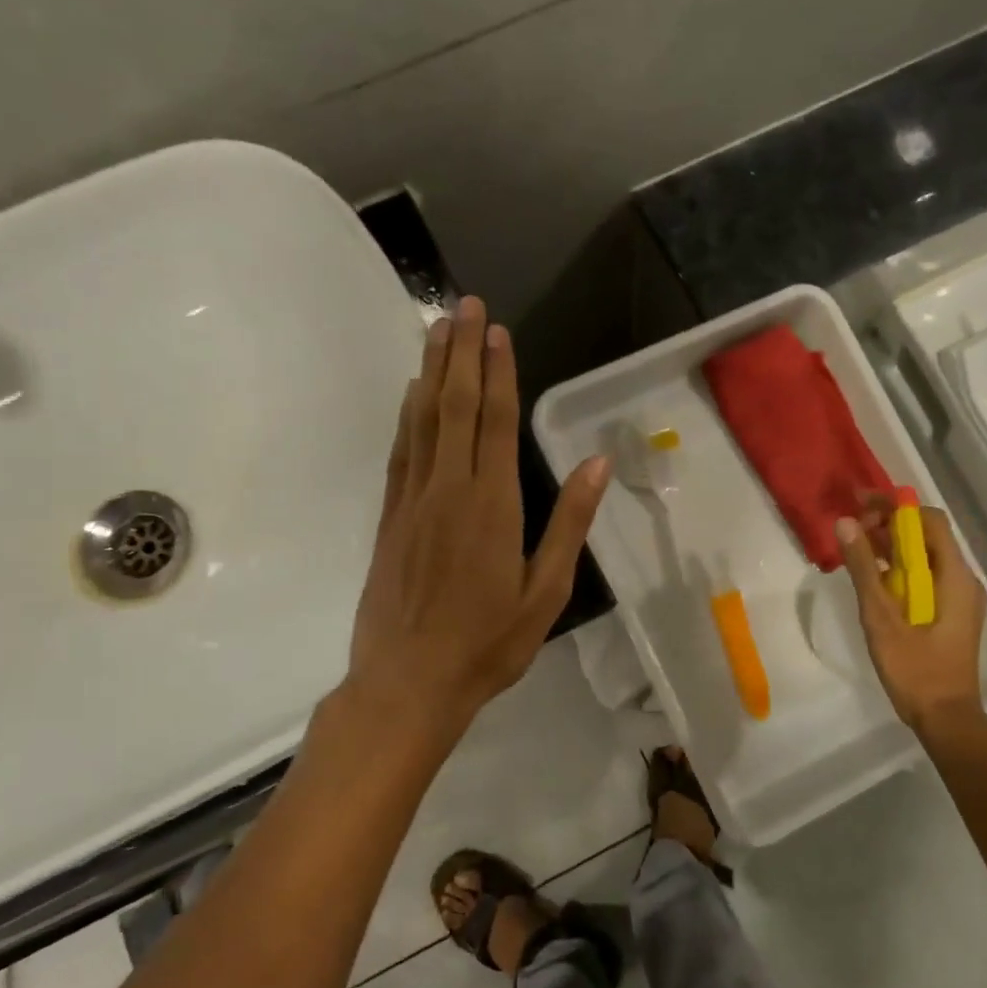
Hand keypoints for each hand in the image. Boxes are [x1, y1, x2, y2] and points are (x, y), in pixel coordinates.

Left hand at [345, 296, 610, 756]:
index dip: (498, 371)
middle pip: (455, 406)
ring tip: (437, 329)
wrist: (407, 683)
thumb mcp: (546, 591)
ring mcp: (413, 500)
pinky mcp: (390, 517)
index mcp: (493, 504)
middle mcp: (449, 488)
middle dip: (462, 352)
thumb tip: (596, 464)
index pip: (496, 421)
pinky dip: (407, 414)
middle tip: (464, 305)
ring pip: (422, 420)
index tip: (497, 330)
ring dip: (431, 370)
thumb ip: (569, 523)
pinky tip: (412, 393)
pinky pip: (401, 451)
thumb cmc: (487, 642)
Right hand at [835, 494, 986, 731]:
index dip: (896, 507)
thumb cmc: (915, 669)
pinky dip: (901, 568)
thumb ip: (864, 568)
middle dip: (890, 524)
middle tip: (853, 529)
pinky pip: (926, 576)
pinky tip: (875, 578)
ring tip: (858, 550)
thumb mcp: (881, 617)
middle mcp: (964, 580)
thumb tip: (846, 522)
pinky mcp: (952, 613)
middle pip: (928, 536)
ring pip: (926, 556)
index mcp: (954, 576)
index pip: (930, 521)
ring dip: (893, 546)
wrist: (945, 718)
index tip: (861, 505)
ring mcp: (960, 598)